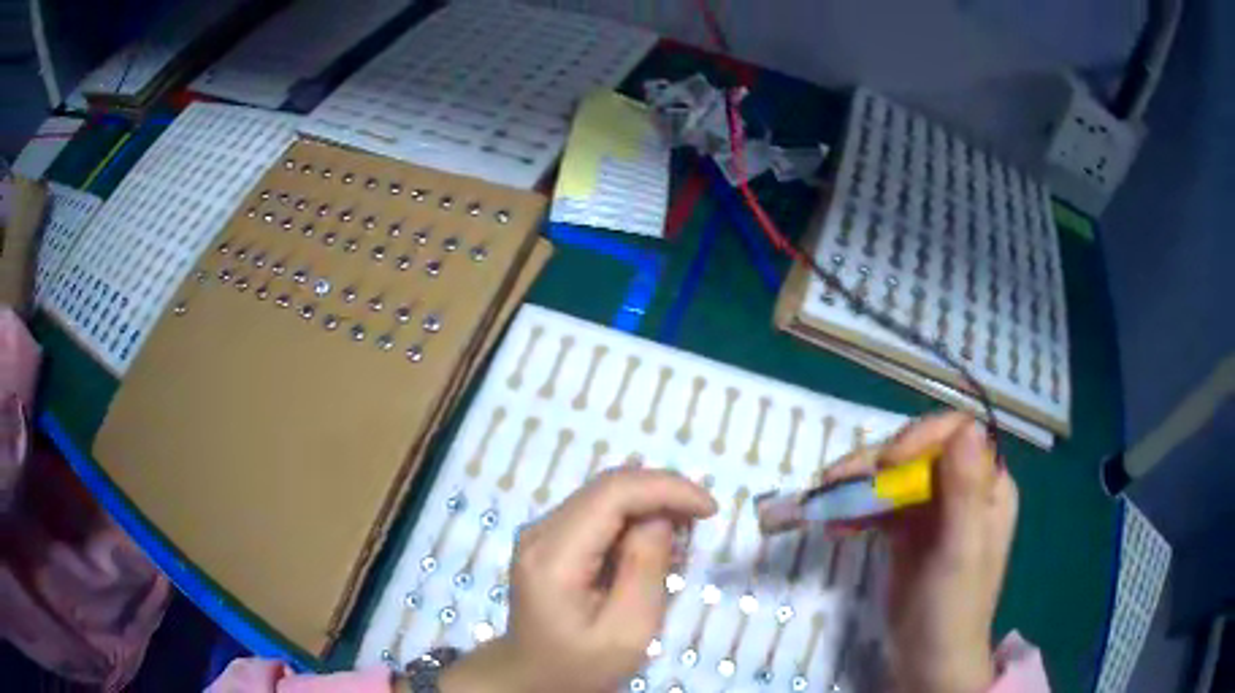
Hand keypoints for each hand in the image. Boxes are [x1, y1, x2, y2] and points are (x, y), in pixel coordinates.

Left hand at [440, 468, 716, 692]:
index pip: (612, 493)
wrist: (533, 676)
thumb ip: (646, 570)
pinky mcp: (549, 538)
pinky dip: (633, 517)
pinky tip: (653, 542)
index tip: (709, 509)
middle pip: (607, 486)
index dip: (666, 488)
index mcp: (553, 557)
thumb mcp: (627, 631)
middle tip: (701, 520)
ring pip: (604, 493)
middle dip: (662, 493)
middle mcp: (539, 532)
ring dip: (650, 503)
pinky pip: (597, 511)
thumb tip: (661, 516)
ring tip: (683, 534)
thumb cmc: (581, 664)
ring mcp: (540, 532)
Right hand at [820, 412, 1017, 692]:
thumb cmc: (952, 608)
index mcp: (988, 485)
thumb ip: (965, 491)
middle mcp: (963, 488)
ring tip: (824, 498)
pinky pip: (881, 506)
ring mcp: (934, 510)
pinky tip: (833, 524)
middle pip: (920, 452)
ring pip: (896, 477)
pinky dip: (856, 510)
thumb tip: (965, 426)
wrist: (927, 660)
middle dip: (880, 461)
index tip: (888, 463)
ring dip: (860, 484)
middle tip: (838, 479)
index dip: (922, 437)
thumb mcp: (961, 551)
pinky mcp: (908, 531)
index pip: (958, 435)